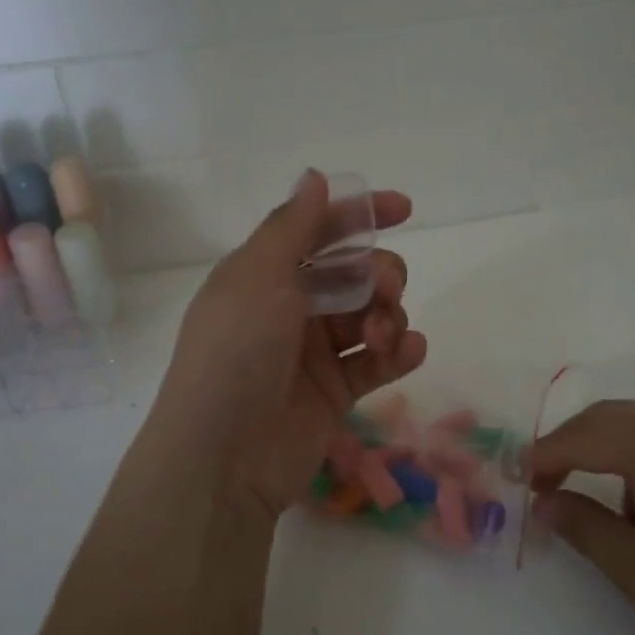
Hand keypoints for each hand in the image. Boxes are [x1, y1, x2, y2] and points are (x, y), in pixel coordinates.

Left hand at [150, 171, 427, 520]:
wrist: (224, 458)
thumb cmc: (236, 353)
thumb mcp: (257, 277)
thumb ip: (292, 226)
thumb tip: (315, 176)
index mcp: (265, 274)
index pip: (318, 231)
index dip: (360, 215)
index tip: (405, 209)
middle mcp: (290, 307)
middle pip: (354, 273)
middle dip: (380, 273)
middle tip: (385, 288)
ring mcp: (314, 352)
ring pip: (371, 315)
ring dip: (389, 315)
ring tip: (383, 337)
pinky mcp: (336, 392)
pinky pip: (377, 361)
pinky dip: (400, 352)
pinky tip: (410, 351)